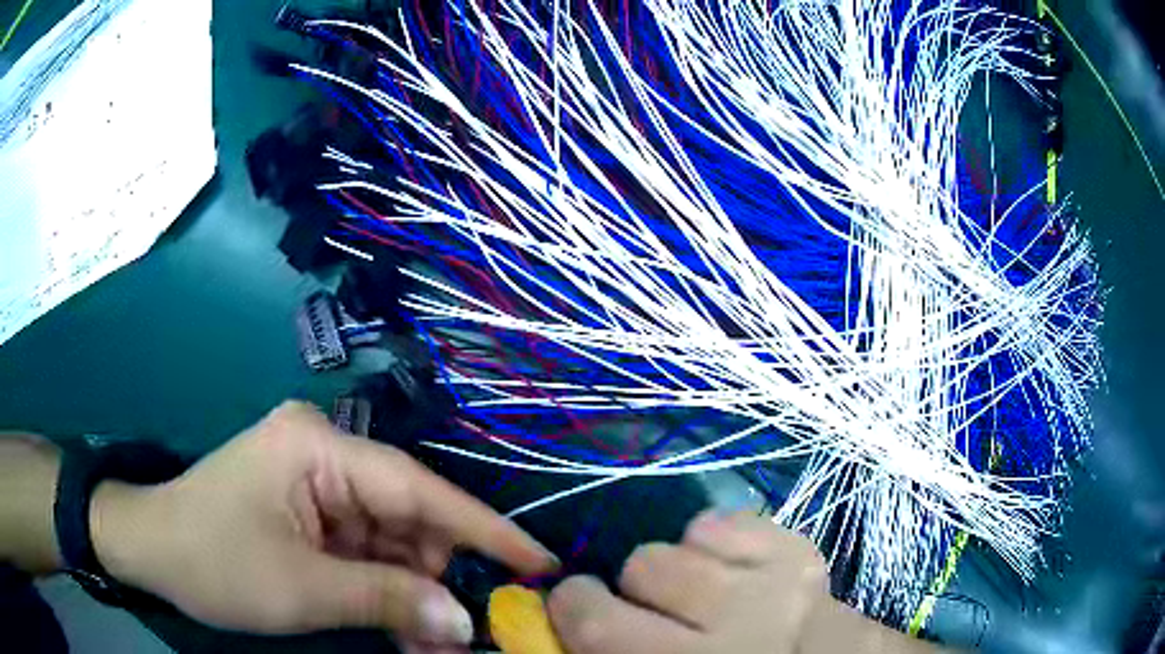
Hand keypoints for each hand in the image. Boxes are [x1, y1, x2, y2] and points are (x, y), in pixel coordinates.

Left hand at [88, 402, 556, 648]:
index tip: (538, 561)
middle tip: (470, 634)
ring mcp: (317, 483)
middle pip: (406, 519)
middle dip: (437, 579)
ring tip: (434, 644)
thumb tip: (463, 622)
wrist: (150, 550)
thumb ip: (385, 601)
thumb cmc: (213, 560)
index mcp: (318, 447)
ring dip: (412, 594)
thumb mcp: (300, 589)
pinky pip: (365, 552)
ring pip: (390, 542)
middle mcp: (325, 454)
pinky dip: (385, 591)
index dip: (483, 528)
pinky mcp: (310, 511)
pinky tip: (401, 628)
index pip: (417, 487)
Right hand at [547, 512, 934, 653]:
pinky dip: (716, 543)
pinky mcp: (802, 553)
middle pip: (644, 566)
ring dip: (677, 564)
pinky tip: (732, 572)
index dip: (572, 604)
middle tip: (651, 610)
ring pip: (684, 540)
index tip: (579, 605)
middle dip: (631, 586)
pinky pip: (727, 521)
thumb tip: (556, 619)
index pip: (598, 623)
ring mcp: (778, 584)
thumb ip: (609, 653)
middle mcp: (736, 627)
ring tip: (700, 592)